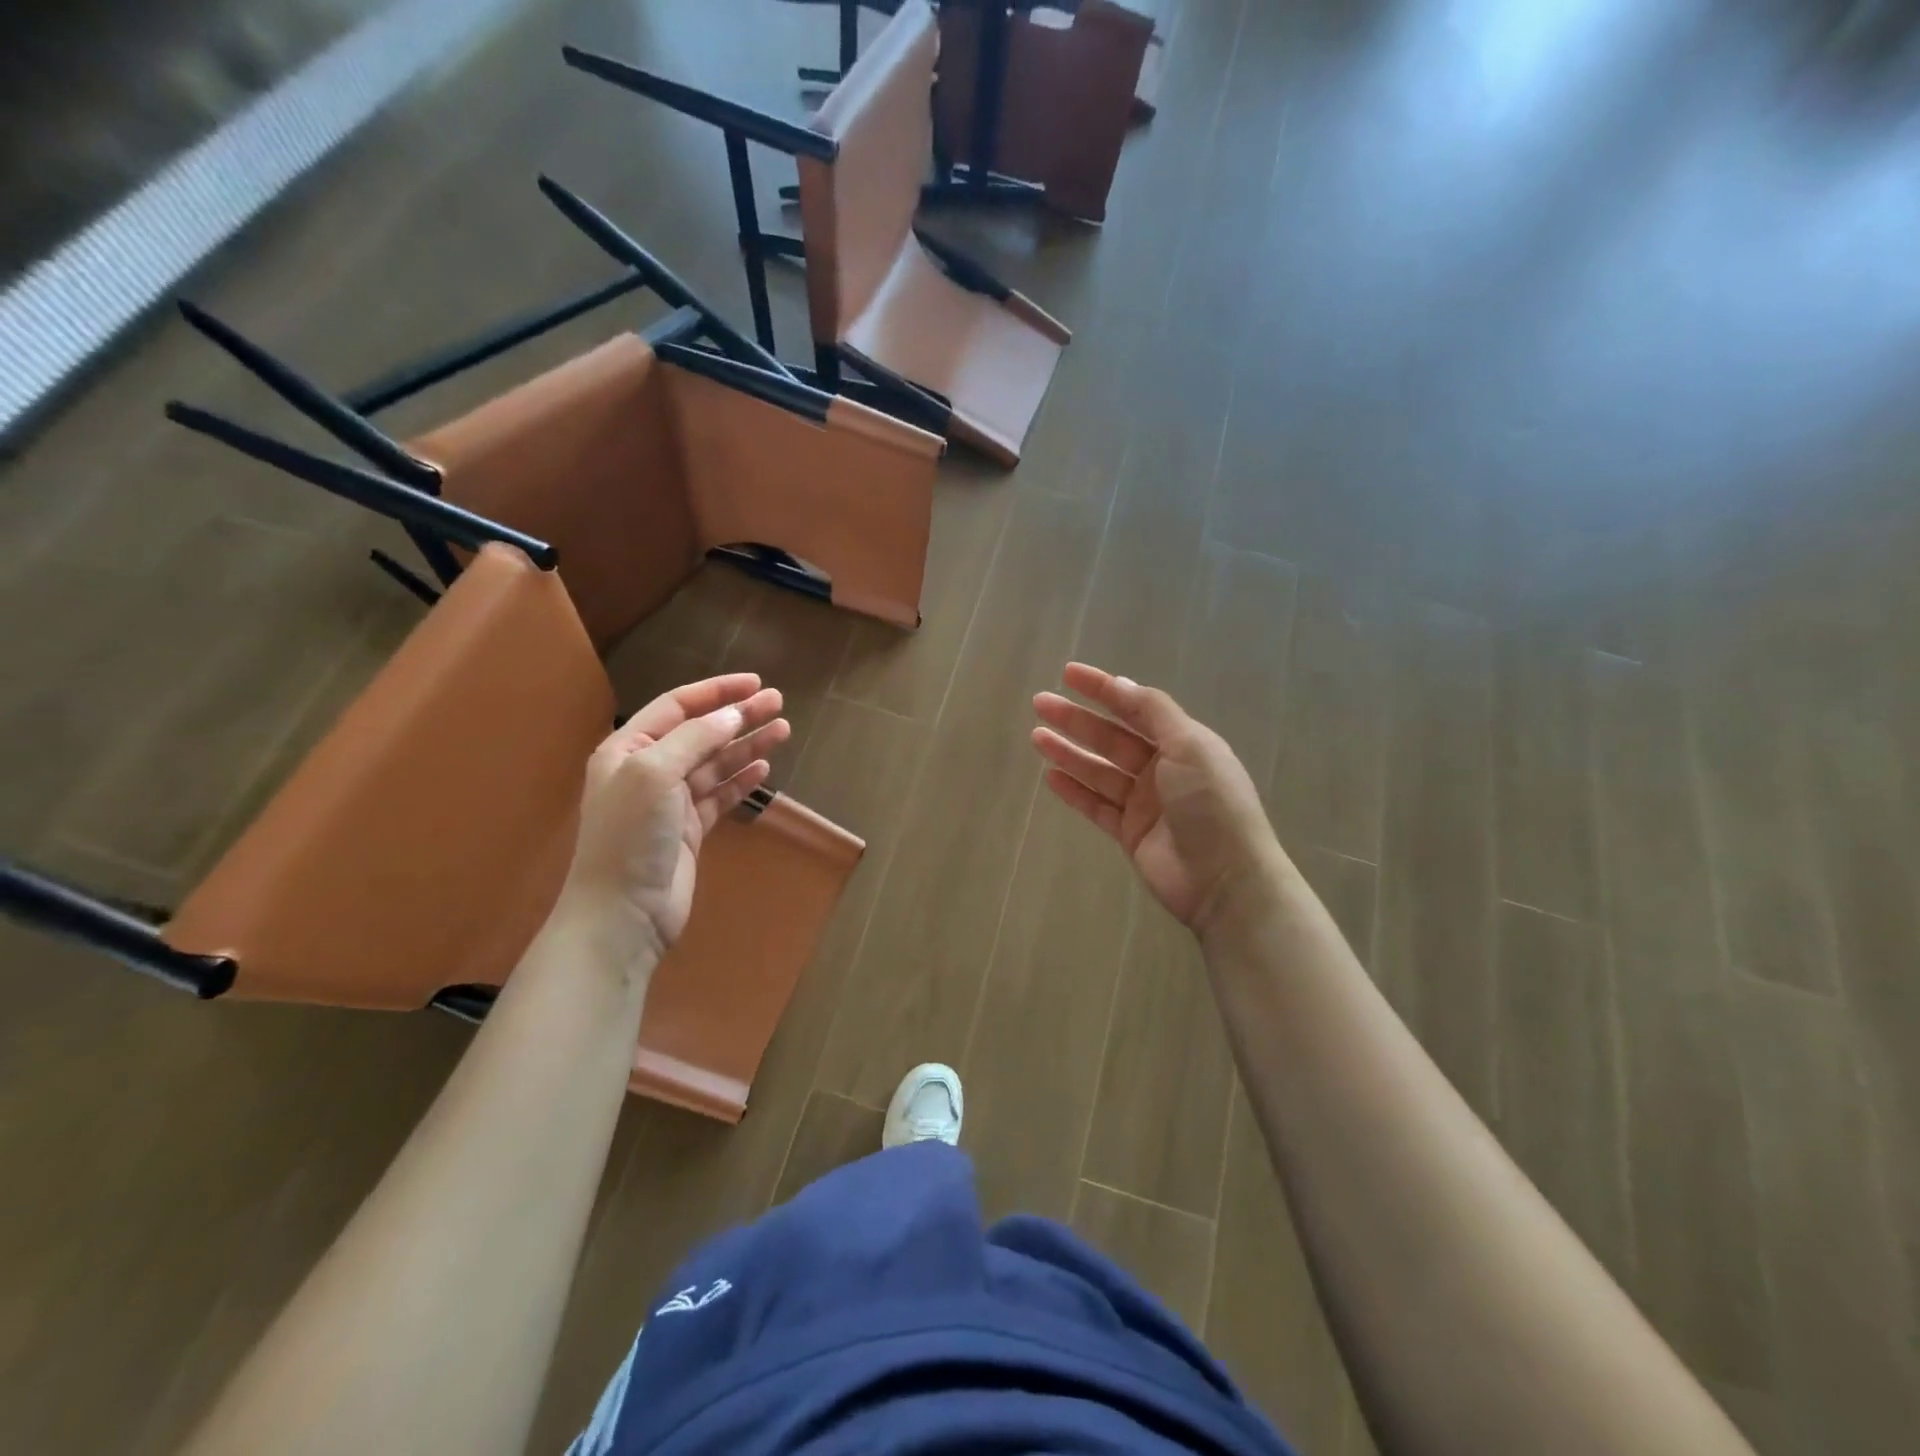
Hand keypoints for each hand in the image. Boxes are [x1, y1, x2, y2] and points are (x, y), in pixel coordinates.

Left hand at [560, 673, 788, 957]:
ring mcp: (670, 802)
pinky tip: (764, 768)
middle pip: (702, 732)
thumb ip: (695, 739)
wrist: (623, 913)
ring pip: (716, 763)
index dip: (716, 691)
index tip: (755, 683)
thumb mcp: (655, 774)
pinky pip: (720, 795)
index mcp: (628, 749)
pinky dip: (742, 780)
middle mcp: (648, 770)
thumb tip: (732, 715)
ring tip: (783, 730)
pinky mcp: (690, 830)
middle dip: (739, 716)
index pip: (677, 706)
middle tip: (778, 703)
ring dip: (747, 745)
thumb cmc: (631, 835)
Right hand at [1031, 663, 1285, 933]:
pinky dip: (1075, 791)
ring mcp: (1145, 803)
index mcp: (1183, 743)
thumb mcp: (1190, 746)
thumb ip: (1154, 712)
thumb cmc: (1211, 804)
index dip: (1103, 688)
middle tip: (1040, 703)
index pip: (1136, 707)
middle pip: (1111, 737)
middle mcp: (1163, 769)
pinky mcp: (1130, 833)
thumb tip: (1121, 683)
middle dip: (1076, 719)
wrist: (1225, 880)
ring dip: (1069, 752)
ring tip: (1036, 736)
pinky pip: (1096, 806)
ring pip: (1099, 770)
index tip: (1069, 673)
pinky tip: (1051, 776)